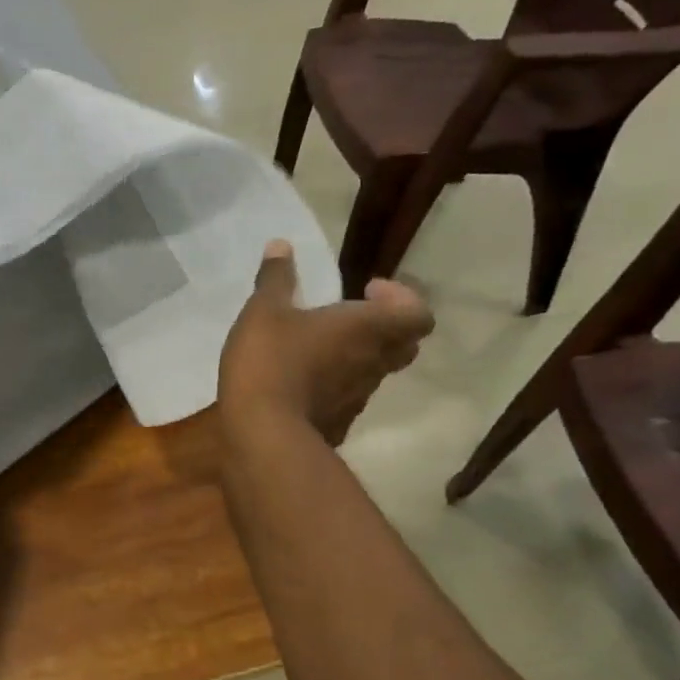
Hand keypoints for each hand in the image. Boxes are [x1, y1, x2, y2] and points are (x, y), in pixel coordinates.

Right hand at [218, 241, 433, 445]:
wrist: (264, 434)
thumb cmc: (270, 362)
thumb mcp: (263, 311)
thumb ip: (275, 279)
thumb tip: (281, 245)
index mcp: (367, 328)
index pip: (417, 313)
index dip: (401, 298)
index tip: (366, 290)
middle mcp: (373, 363)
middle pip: (404, 344)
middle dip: (384, 328)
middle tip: (350, 318)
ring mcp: (358, 398)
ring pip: (375, 372)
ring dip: (358, 357)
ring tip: (318, 348)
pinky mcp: (339, 423)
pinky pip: (348, 398)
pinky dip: (335, 386)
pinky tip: (300, 383)